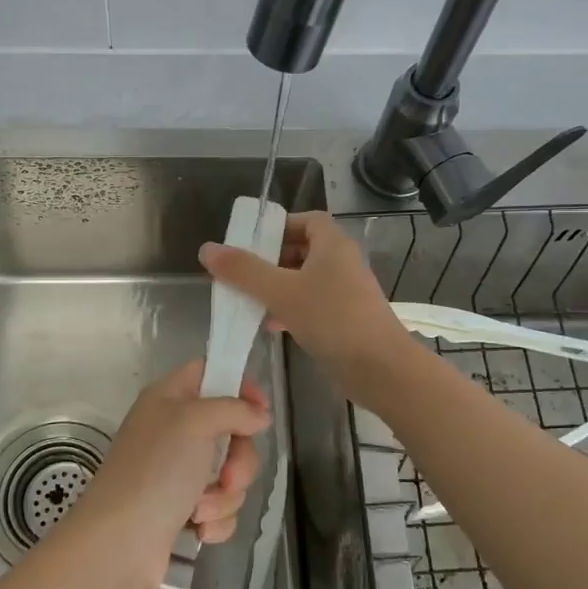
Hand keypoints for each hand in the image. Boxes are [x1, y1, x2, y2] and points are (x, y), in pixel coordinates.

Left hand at [69, 360, 270, 588]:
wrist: (120, 542)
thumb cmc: (155, 470)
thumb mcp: (194, 422)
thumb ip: (234, 409)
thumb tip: (260, 415)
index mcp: (169, 398)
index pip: (211, 373)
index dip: (240, 386)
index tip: (261, 411)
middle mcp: (174, 430)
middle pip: (231, 430)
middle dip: (239, 459)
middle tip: (229, 476)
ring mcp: (179, 472)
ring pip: (230, 472)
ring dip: (225, 495)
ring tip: (201, 510)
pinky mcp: (185, 509)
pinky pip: (222, 505)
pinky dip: (216, 518)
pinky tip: (199, 528)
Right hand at [199, 211, 413, 404]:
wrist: (380, 369)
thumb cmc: (332, 319)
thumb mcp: (281, 291)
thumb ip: (243, 271)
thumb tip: (207, 249)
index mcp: (333, 245)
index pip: (307, 220)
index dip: (280, 226)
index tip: (252, 241)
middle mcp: (342, 263)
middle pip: (303, 249)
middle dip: (272, 259)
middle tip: (243, 273)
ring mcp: (346, 292)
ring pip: (305, 280)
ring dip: (278, 286)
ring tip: (249, 300)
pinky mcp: (346, 319)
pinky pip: (312, 304)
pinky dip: (291, 308)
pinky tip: (272, 325)